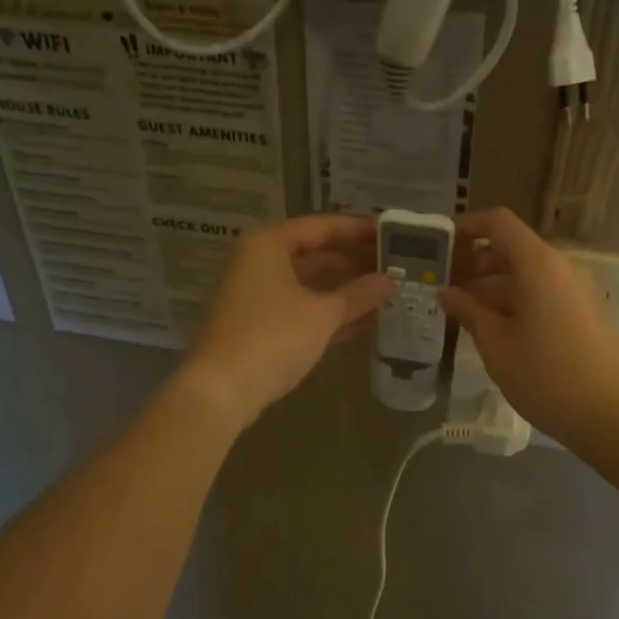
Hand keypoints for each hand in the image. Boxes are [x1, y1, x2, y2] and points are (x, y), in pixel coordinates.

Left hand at [179, 214, 392, 429]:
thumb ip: (359, 294)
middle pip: (315, 254)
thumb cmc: (273, 337)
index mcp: (269, 245)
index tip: (390, 232)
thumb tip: (390, 281)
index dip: (357, 229)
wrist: (222, 391)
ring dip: (346, 290)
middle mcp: (260, 263)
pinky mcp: (261, 326)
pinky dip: (330, 314)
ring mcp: (259, 296)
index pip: (321, 227)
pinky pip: (303, 310)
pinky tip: (367, 320)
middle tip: (396, 265)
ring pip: (310, 285)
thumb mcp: (322, 314)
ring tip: (388, 292)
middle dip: (354, 262)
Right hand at [439, 208, 618, 451]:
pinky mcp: (589, 312)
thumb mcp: (497, 347)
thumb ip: (469, 312)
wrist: (613, 416)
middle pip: (514, 249)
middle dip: (478, 264)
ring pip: (530, 275)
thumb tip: (447, 292)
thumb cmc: (546, 378)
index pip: (500, 223)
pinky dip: (519, 302)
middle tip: (448, 291)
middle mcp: (563, 268)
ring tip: (468, 317)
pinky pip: (547, 293)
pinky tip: (501, 333)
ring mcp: (580, 290)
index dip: (469, 228)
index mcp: (539, 266)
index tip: (443, 249)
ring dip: (496, 288)